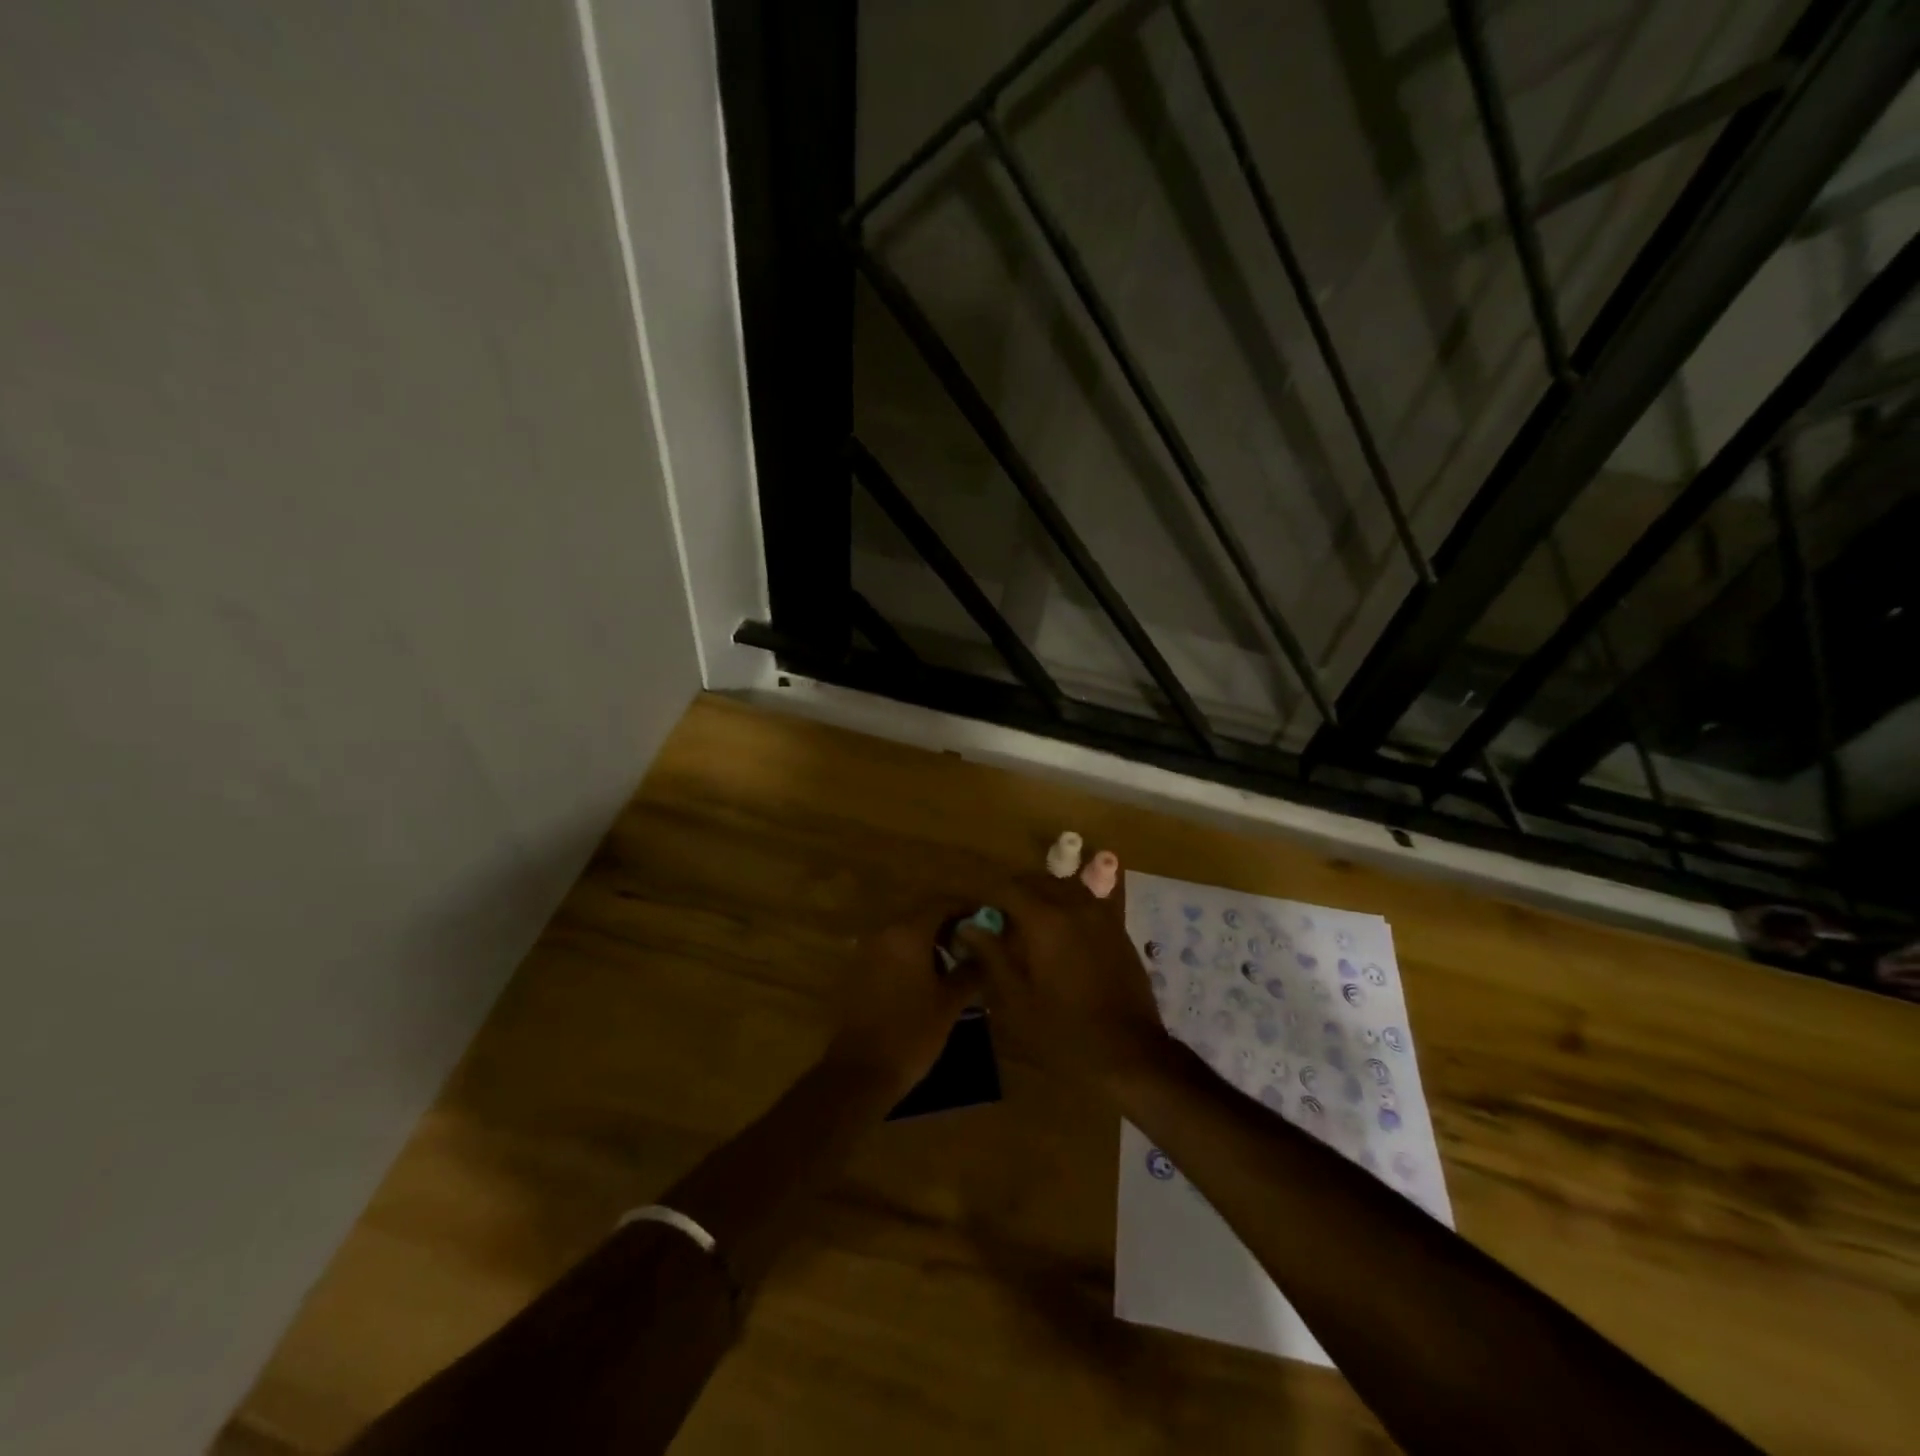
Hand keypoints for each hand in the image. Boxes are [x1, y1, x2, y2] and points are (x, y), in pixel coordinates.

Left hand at [823, 903, 981, 1102]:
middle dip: (949, 926)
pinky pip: (890, 952)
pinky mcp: (857, 971)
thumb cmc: (911, 1033)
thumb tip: (985, 953)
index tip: (986, 921)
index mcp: (908, 933)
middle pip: (922, 916)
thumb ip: (970, 970)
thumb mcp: (949, 1003)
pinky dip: (910, 956)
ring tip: (952, 966)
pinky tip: (925, 981)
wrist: (860, 1072)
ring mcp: (866, 951)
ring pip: (905, 934)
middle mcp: (884, 933)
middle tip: (972, 945)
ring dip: (929, 942)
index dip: (967, 909)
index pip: (942, 904)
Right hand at [956, 868, 1170, 1095]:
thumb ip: (991, 956)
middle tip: (997, 918)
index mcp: (1045, 920)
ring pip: (1063, 887)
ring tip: (1027, 922)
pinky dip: (1067, 905)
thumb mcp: (1017, 1001)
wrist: (1131, 1053)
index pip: (1007, 889)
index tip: (972, 909)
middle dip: (1013, 893)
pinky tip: (1061, 929)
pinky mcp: (1118, 928)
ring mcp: (1101, 914)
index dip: (985, 894)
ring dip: (1041, 895)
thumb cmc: (1065, 1032)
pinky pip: (1086, 901)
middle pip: (1036, 882)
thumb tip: (967, 926)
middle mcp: (1074, 906)